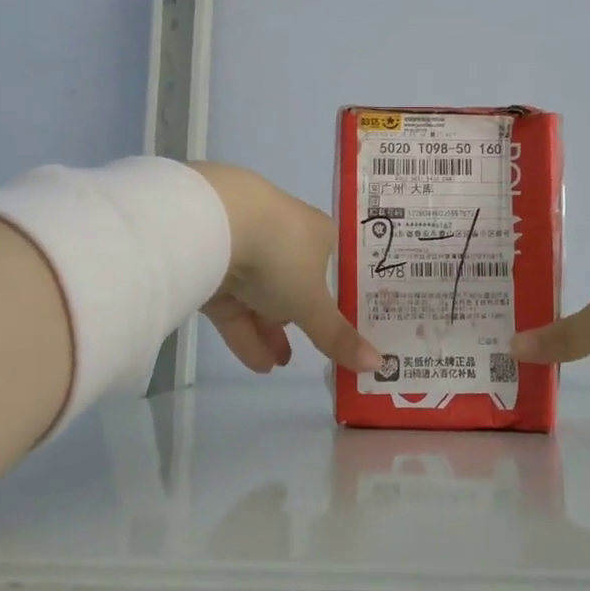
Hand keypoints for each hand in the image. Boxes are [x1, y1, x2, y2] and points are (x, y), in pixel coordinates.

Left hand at [189, 162, 382, 375]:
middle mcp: (283, 237)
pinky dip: (246, 333)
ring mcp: (245, 250)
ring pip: (262, 297)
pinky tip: (259, 365)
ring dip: (272, 332)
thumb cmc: (280, 255)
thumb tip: (377, 364)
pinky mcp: (213, 268)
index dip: (340, 299)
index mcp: (317, 233)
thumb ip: (338, 335)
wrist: (212, 225)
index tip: (347, 329)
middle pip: (296, 284)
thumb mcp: (313, 302)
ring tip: (281, 365)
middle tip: (314, 351)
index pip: (334, 267)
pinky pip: (235, 305)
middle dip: (302, 319)